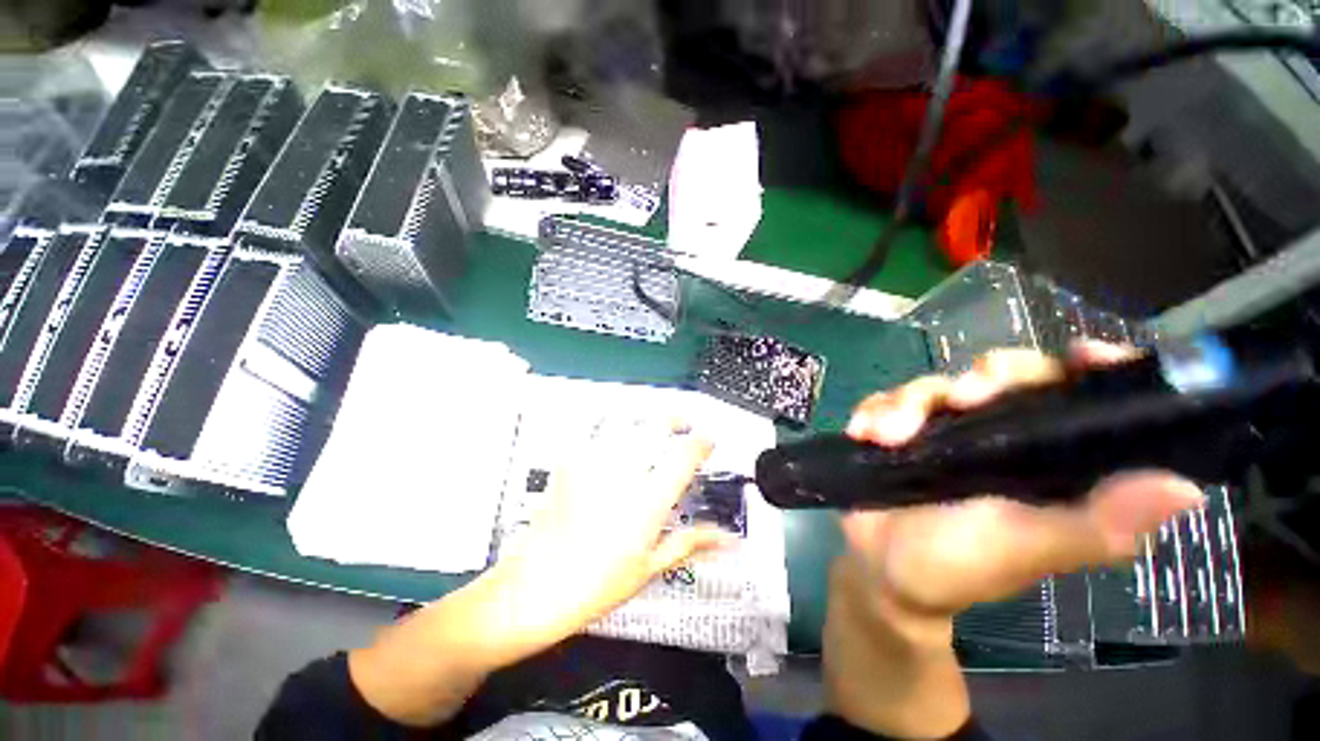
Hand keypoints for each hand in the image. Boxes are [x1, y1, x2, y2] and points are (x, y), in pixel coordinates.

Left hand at [348, 420, 732, 726]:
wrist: (532, 587)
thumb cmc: (597, 585)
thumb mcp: (650, 567)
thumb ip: (690, 542)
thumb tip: (729, 539)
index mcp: (648, 500)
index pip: (685, 455)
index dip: (703, 442)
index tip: (709, 440)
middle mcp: (623, 472)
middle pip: (656, 425)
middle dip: (675, 418)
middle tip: (682, 424)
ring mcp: (593, 461)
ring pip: (626, 418)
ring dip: (644, 417)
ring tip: (650, 425)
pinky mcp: (569, 459)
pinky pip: (594, 427)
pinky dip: (610, 423)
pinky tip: (613, 434)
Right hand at [838, 343, 1205, 618]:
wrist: (878, 567)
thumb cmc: (957, 568)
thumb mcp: (1026, 550)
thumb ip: (1094, 527)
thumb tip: (1185, 489)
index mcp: (1048, 461)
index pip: (1081, 399)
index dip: (1091, 370)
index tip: (1082, 355)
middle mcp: (1000, 437)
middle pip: (1005, 375)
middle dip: (984, 377)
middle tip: (958, 399)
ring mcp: (943, 431)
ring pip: (937, 384)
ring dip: (908, 401)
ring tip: (885, 435)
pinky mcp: (898, 430)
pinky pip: (886, 400)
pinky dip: (874, 409)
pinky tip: (863, 432)